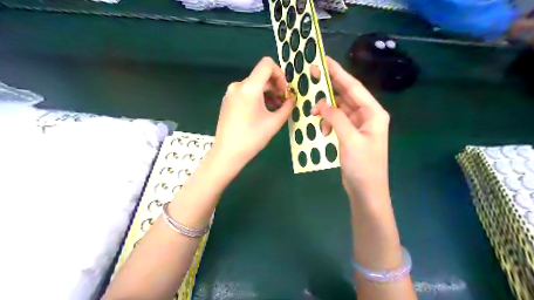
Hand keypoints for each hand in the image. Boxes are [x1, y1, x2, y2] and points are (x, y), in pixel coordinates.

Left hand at [213, 57, 296, 170]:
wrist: (227, 153)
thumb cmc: (252, 138)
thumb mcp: (274, 122)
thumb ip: (287, 107)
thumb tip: (292, 98)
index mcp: (249, 88)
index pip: (267, 64)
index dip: (280, 74)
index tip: (284, 91)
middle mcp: (238, 86)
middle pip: (261, 76)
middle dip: (275, 86)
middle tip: (283, 102)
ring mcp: (231, 93)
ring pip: (254, 85)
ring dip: (267, 93)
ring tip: (274, 109)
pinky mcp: (228, 100)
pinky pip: (246, 92)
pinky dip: (257, 97)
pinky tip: (262, 111)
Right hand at [312, 56, 390, 203]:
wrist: (366, 190)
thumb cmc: (363, 166)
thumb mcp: (350, 140)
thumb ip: (337, 118)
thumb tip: (323, 103)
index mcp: (373, 113)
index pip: (354, 87)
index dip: (339, 73)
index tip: (324, 61)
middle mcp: (367, 115)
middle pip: (346, 95)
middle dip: (329, 87)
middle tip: (311, 76)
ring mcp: (358, 125)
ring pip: (340, 108)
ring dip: (326, 108)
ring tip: (313, 111)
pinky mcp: (350, 134)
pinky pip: (337, 121)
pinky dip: (328, 121)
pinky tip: (321, 128)